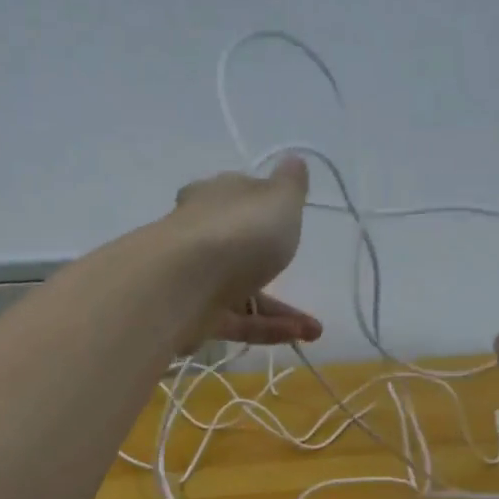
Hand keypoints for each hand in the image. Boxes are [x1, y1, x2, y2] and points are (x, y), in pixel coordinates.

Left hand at [168, 157, 322, 346]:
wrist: (183, 286)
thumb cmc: (238, 233)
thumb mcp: (279, 199)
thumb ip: (290, 185)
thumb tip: (293, 161)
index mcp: (215, 197)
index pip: (234, 195)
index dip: (258, 205)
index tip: (282, 220)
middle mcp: (200, 234)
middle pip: (236, 246)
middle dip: (271, 264)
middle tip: (299, 275)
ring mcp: (195, 278)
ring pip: (241, 291)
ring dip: (279, 311)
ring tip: (314, 330)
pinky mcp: (194, 317)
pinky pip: (237, 322)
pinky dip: (267, 329)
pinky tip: (298, 336)